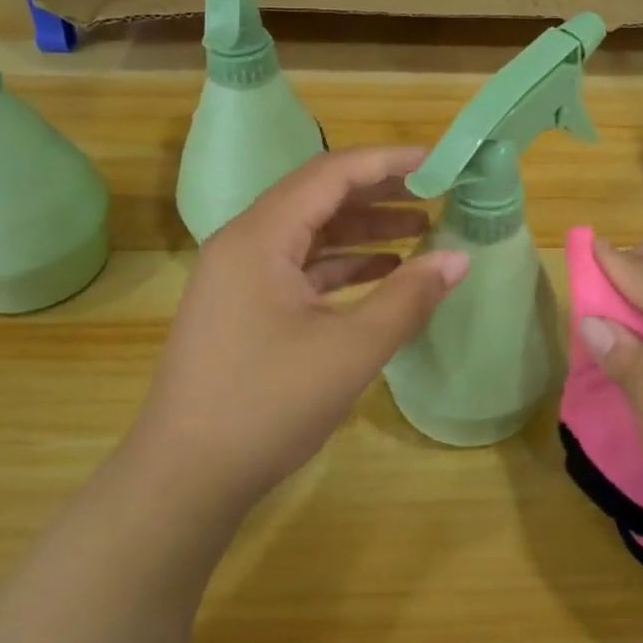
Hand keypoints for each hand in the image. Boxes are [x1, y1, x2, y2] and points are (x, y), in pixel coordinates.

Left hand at [134, 146, 469, 525]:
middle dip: (378, 192)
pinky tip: (382, 273)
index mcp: (260, 237)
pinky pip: (299, 267)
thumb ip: (408, 298)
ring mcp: (239, 278)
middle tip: (434, 192)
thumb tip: (458, 258)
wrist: (184, 480)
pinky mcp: (243, 308)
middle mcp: (243, 244)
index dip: (386, 162)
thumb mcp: (350, 350)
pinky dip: (342, 265)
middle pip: (318, 197)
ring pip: (309, 233)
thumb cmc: (267, 405)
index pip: (330, 174)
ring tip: (419, 230)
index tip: (437, 162)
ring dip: (362, 229)